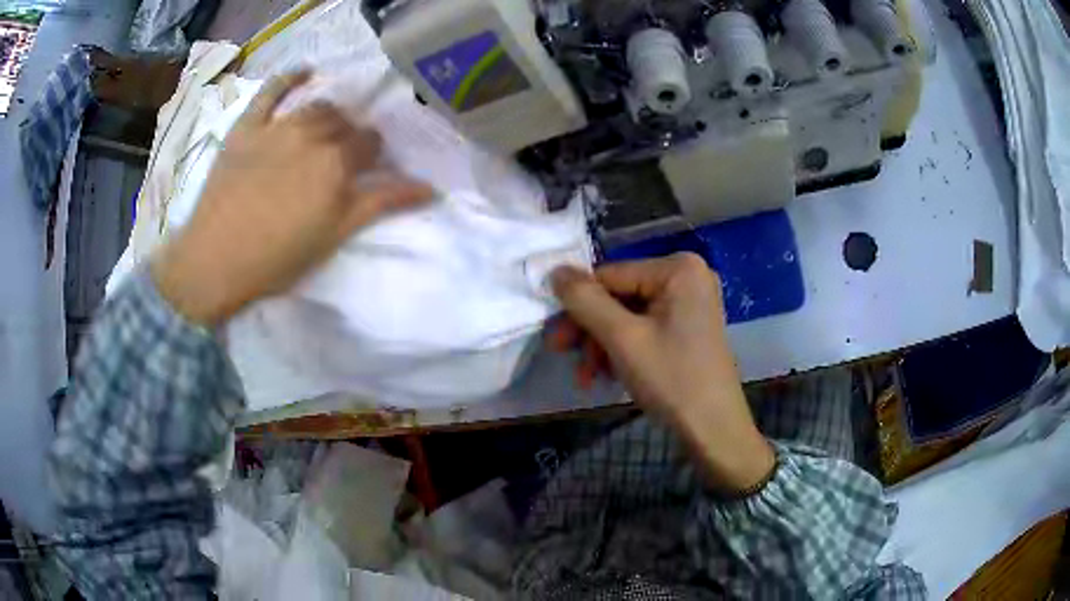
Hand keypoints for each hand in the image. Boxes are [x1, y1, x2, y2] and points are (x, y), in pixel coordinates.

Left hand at [152, 71, 433, 325]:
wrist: (215, 261)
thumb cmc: (277, 258)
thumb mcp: (335, 235)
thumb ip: (381, 203)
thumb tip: (430, 188)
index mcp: (337, 164)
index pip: (370, 144)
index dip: (373, 155)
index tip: (367, 170)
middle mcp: (312, 135)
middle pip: (346, 123)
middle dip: (351, 137)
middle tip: (341, 159)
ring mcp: (278, 127)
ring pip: (317, 107)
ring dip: (329, 115)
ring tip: (324, 131)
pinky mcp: (247, 127)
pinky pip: (271, 91)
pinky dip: (289, 78)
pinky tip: (304, 71)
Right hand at [550, 253, 774, 492]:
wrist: (714, 430)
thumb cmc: (672, 379)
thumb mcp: (623, 338)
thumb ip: (585, 301)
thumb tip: (554, 270)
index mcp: (678, 269)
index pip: (610, 275)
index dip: (578, 305)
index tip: (555, 339)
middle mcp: (686, 277)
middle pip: (618, 296)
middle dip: (590, 331)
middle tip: (564, 357)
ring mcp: (690, 303)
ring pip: (627, 316)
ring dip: (602, 345)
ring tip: (588, 378)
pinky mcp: (688, 328)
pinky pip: (644, 329)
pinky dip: (622, 350)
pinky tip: (608, 375)